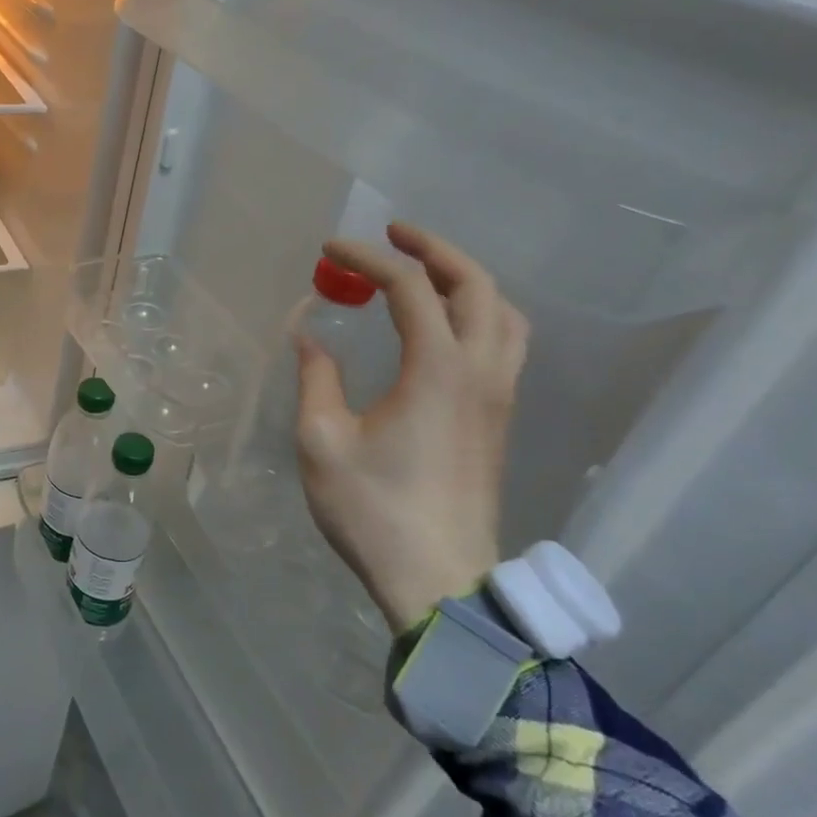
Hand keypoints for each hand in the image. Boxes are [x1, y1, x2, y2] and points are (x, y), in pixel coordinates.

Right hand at [294, 223, 526, 633]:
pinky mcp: (499, 419)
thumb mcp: (323, 441)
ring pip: (503, 312)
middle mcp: (481, 372)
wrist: (440, 581)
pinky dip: (479, 312)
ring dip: (465, 279)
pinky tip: (444, 326)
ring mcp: (499, 396)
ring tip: (424, 272)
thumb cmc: (374, 510)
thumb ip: (317, 378)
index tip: (329, 250)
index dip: (367, 258)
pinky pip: (505, 342)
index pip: (409, 287)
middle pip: (475, 285)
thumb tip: (312, 336)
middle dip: (432, 248)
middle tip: (392, 235)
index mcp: (439, 370)